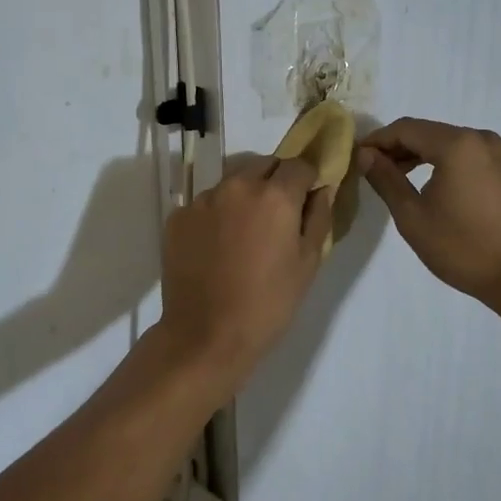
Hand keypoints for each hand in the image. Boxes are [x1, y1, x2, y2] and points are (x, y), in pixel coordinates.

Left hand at [158, 155, 332, 383]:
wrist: (206, 335)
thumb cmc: (268, 303)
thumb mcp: (308, 263)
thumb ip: (318, 217)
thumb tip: (321, 189)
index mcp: (275, 195)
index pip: (299, 164)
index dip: (307, 179)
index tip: (307, 199)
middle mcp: (237, 186)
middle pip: (264, 165)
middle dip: (276, 180)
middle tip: (279, 215)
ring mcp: (203, 200)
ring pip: (232, 181)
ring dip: (245, 195)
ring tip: (245, 233)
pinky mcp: (178, 216)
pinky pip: (206, 203)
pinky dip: (217, 214)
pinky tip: (218, 246)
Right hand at [358, 118, 500, 307]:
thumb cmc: (462, 248)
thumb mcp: (412, 216)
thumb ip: (386, 179)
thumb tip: (365, 155)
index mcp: (457, 144)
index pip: (405, 129)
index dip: (377, 140)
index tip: (356, 158)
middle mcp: (479, 138)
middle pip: (427, 132)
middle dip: (397, 147)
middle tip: (371, 169)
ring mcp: (497, 153)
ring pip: (446, 143)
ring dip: (418, 155)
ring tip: (395, 178)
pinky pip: (465, 155)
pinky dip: (442, 162)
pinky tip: (428, 184)